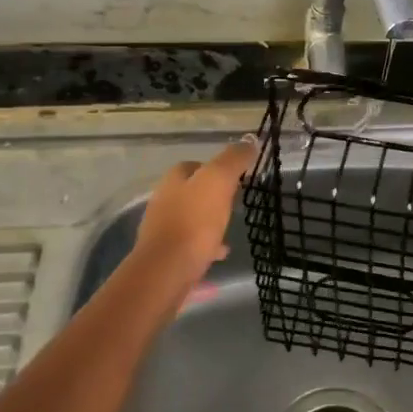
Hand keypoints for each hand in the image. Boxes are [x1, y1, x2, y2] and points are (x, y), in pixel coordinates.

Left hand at [130, 138, 256, 290]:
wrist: (166, 271)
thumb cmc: (194, 221)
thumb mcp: (219, 180)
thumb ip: (234, 159)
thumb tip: (250, 140)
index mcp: (174, 179)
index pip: (196, 165)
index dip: (217, 168)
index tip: (238, 178)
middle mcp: (164, 201)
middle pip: (193, 192)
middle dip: (213, 196)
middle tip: (236, 202)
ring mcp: (163, 230)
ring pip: (192, 219)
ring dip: (209, 221)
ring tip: (230, 228)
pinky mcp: (167, 256)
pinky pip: (191, 246)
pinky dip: (207, 246)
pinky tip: (221, 253)